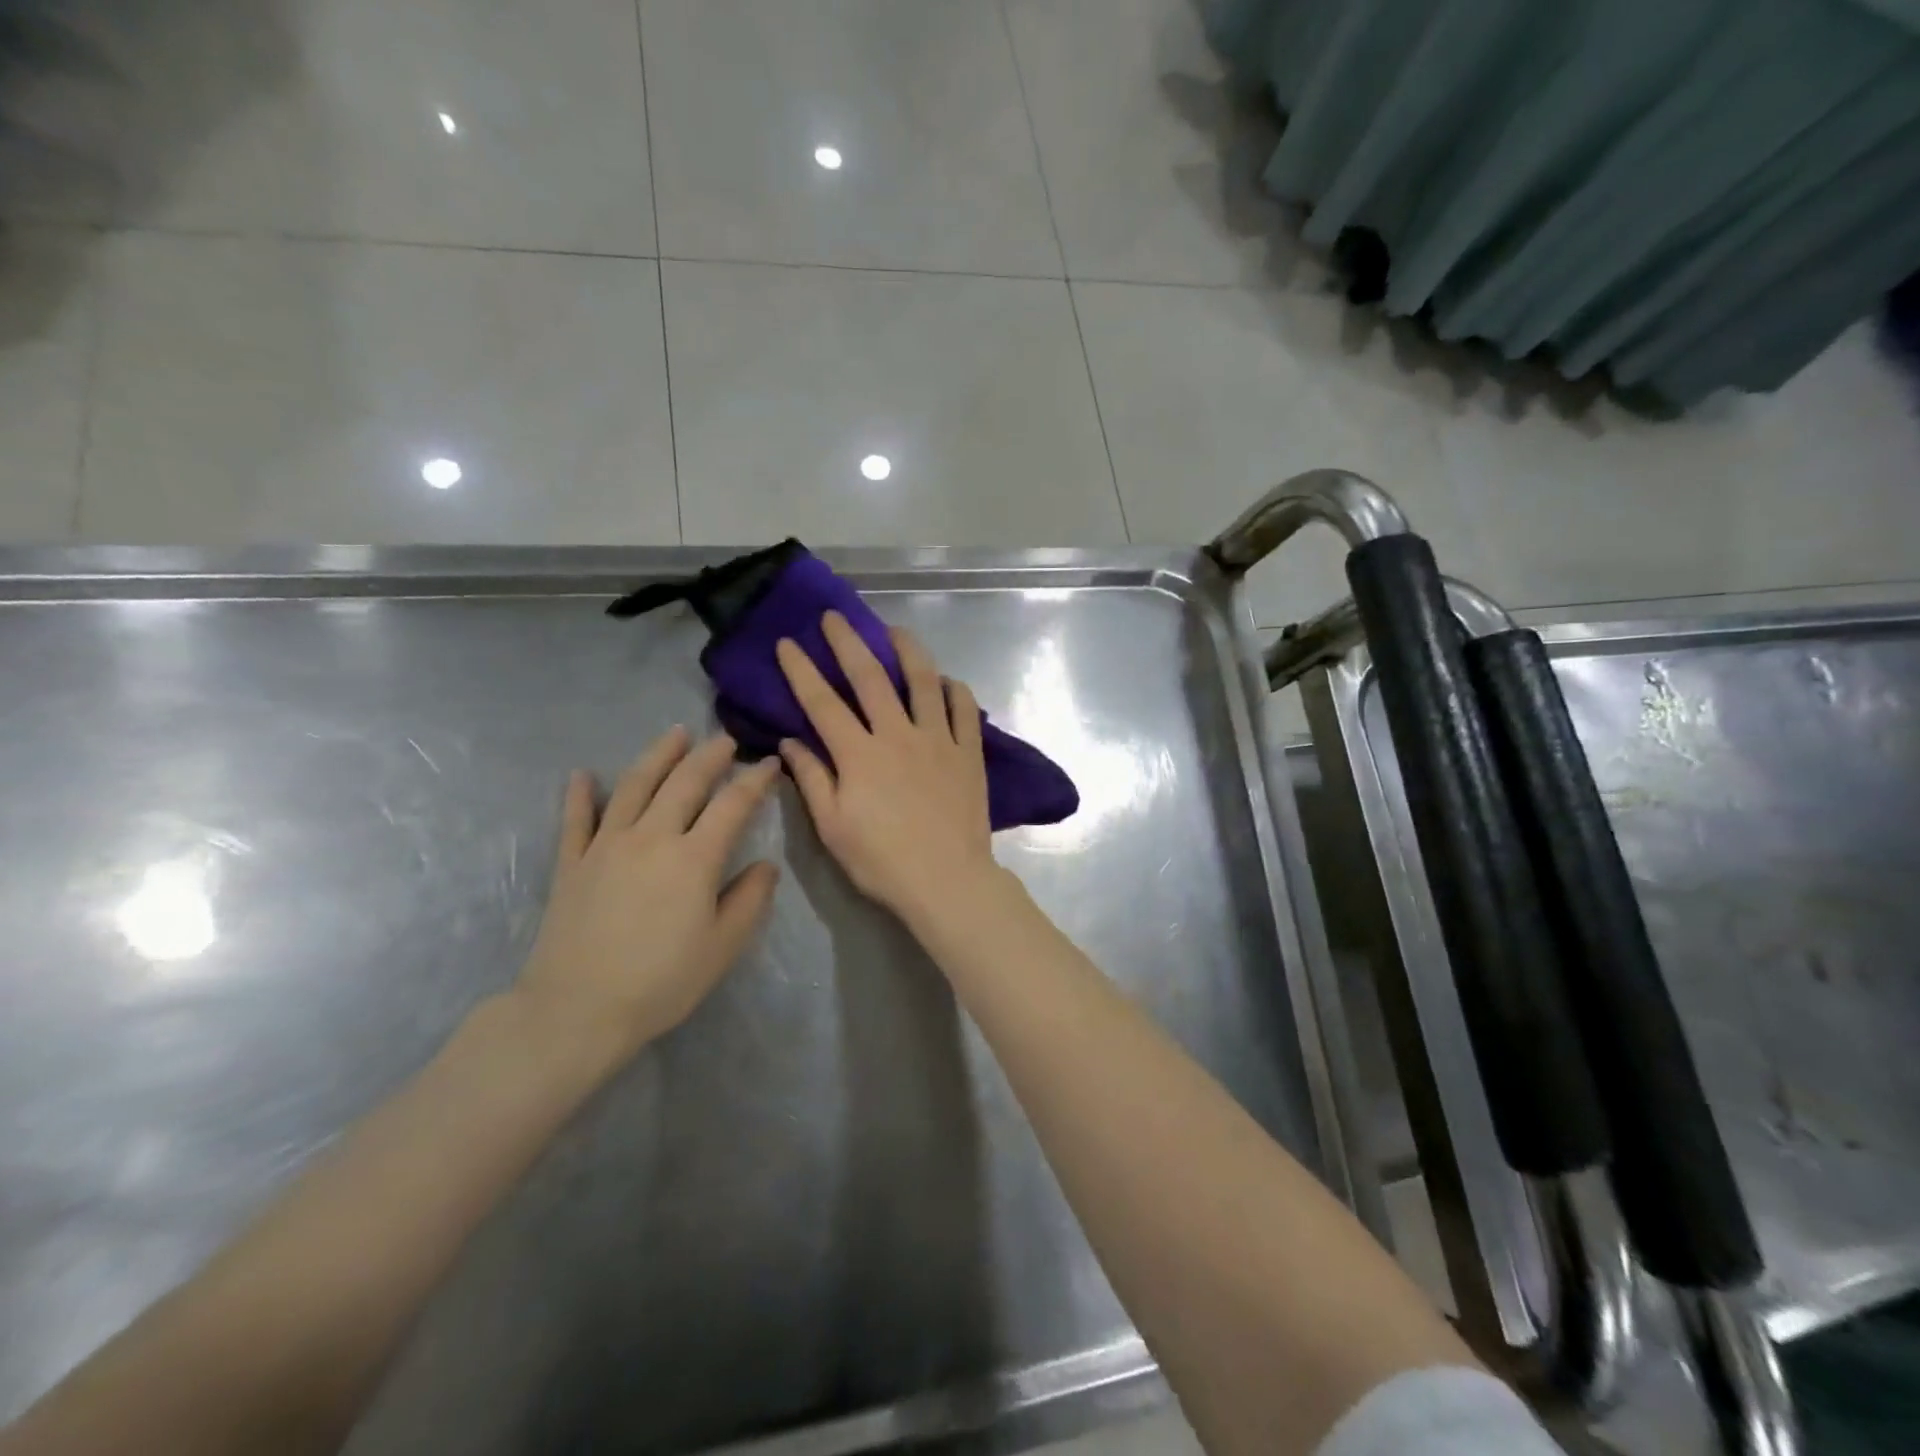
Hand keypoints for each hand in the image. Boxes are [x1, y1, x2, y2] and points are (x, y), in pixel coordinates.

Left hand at [513, 729, 781, 1059]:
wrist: (577, 1010)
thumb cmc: (661, 982)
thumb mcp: (723, 946)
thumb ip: (750, 899)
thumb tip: (765, 865)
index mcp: (694, 858)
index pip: (732, 805)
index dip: (755, 780)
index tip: (770, 764)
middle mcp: (652, 837)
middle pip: (684, 783)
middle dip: (709, 756)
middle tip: (726, 740)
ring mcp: (606, 845)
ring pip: (634, 786)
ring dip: (658, 756)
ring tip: (675, 734)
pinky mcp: (571, 863)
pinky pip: (576, 819)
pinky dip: (580, 793)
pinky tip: (583, 774)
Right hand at [775, 613, 998, 924]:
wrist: (948, 880)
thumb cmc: (882, 861)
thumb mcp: (833, 827)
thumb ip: (812, 779)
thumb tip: (789, 742)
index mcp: (859, 754)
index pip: (822, 702)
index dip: (801, 670)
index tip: (788, 642)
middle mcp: (898, 735)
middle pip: (870, 677)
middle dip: (849, 642)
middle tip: (835, 617)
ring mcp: (938, 740)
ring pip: (923, 681)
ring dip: (907, 651)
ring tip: (895, 631)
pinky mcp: (969, 753)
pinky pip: (964, 710)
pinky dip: (955, 690)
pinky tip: (947, 681)